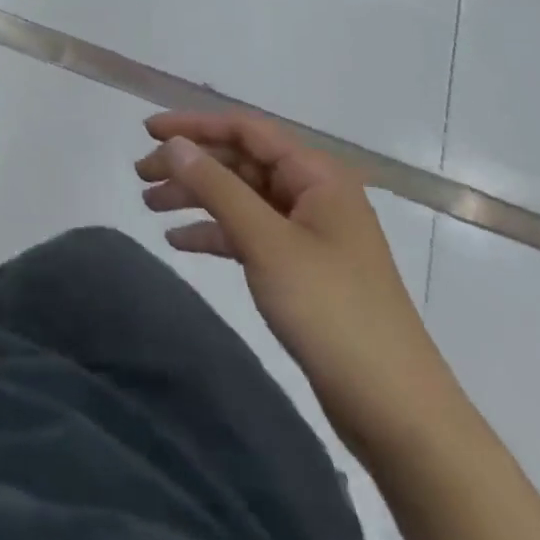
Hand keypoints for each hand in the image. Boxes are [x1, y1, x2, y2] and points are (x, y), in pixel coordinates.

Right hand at [135, 112, 467, 462]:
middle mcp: (313, 194)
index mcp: (316, 175)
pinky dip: (214, 233)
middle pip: (240, 162)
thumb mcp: (267, 242)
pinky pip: (248, 234)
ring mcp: (308, 233)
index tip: (147, 131)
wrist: (399, 414)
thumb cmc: (333, 312)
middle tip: (141, 175)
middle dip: (189, 165)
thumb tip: (173, 143)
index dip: (193, 125)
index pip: (245, 130)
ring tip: (150, 205)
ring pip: (240, 198)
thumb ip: (217, 187)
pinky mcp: (302, 269)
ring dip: (196, 197)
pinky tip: (179, 243)